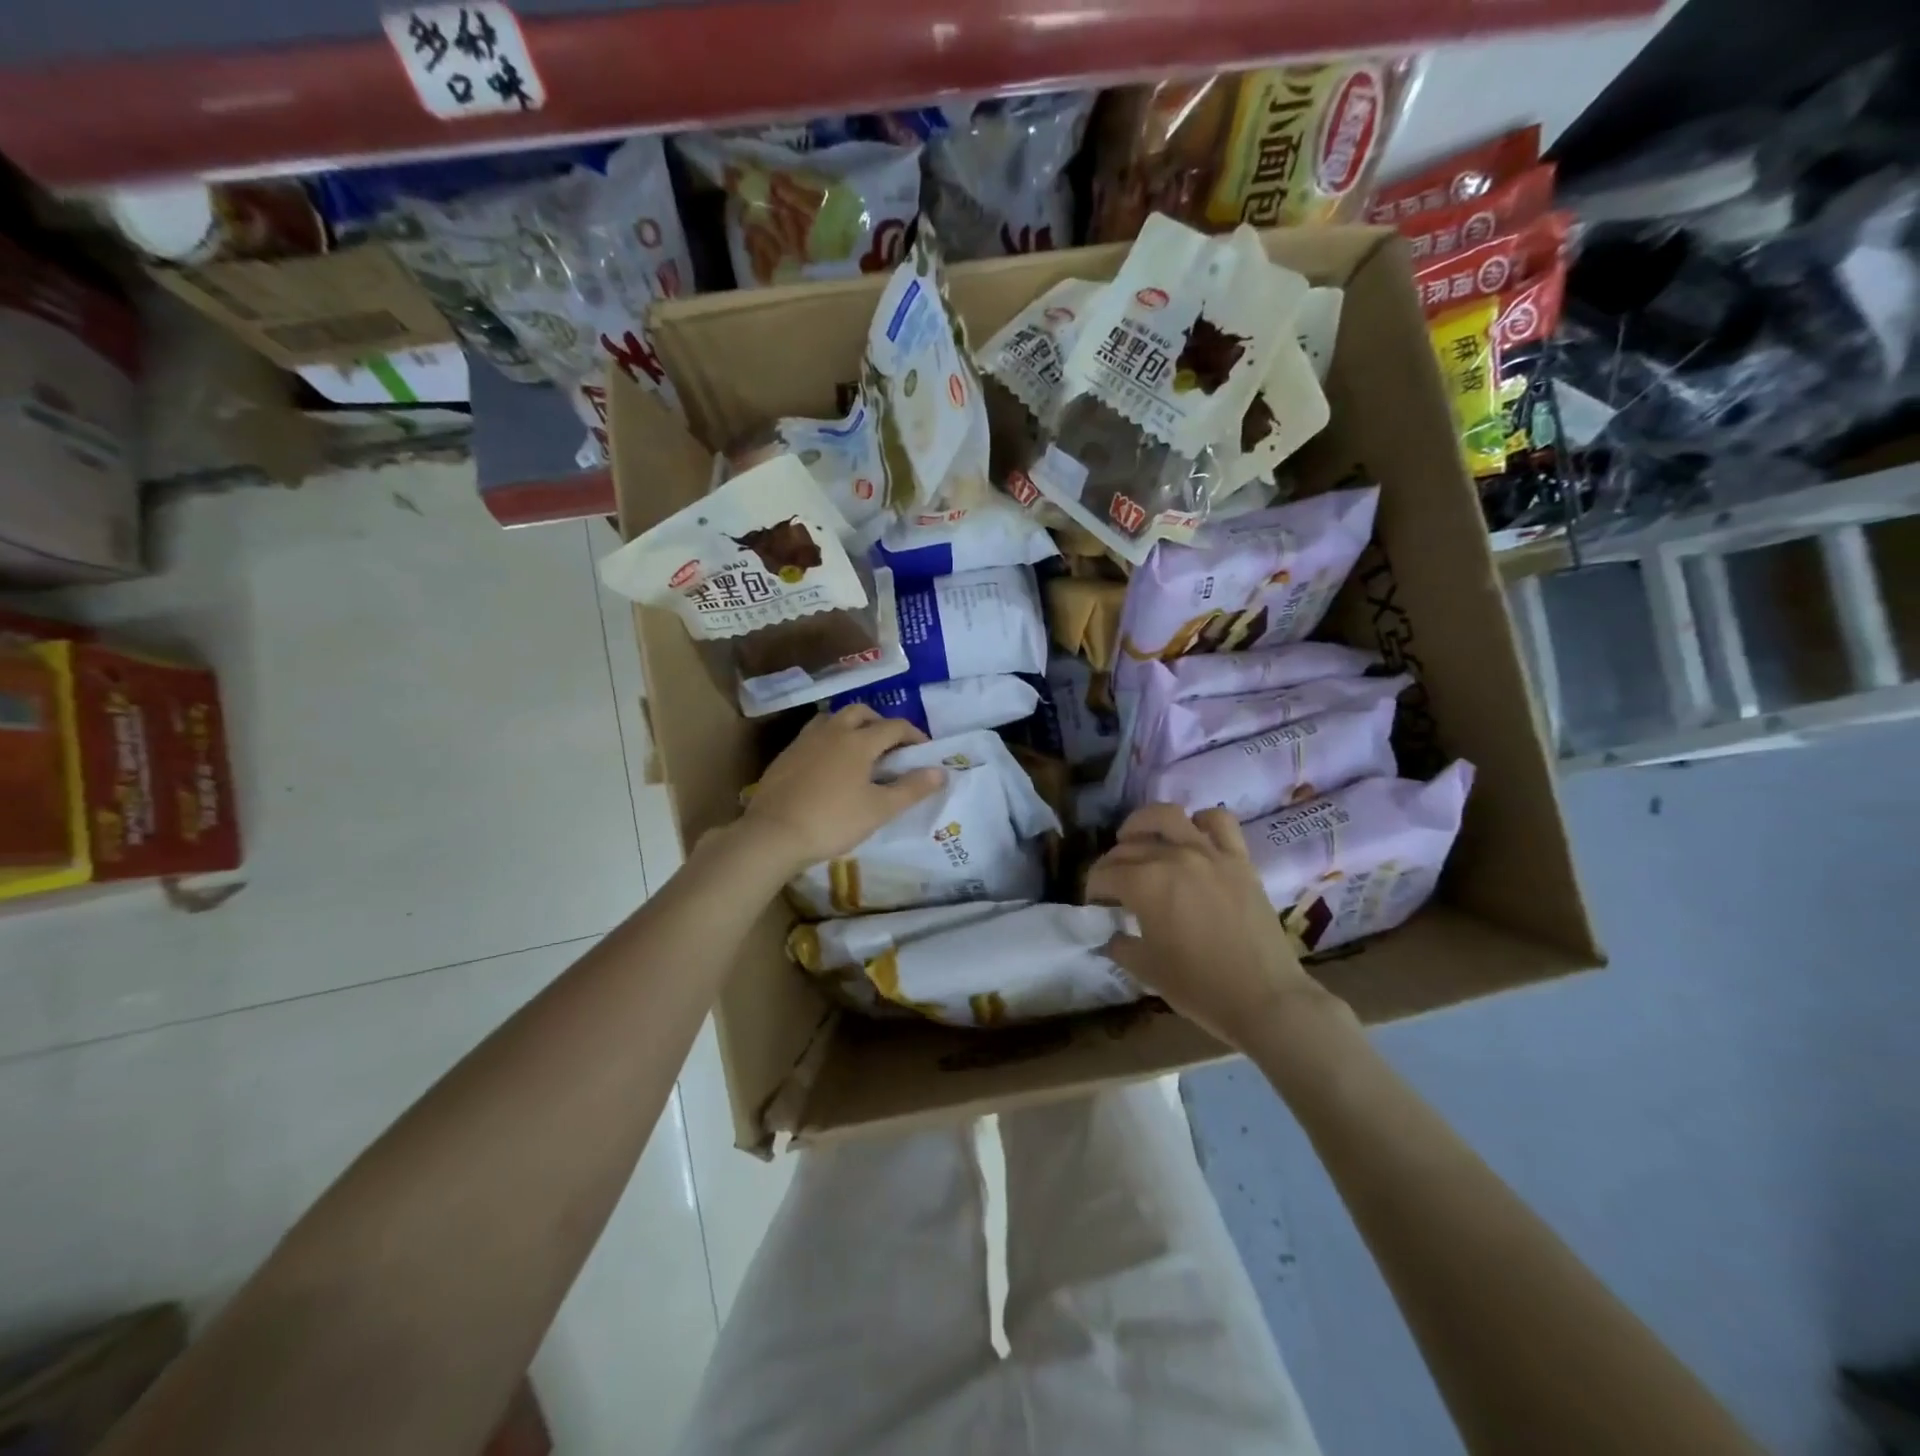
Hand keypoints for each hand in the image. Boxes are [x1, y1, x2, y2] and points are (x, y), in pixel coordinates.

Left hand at [736, 706, 945, 875]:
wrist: (773, 834)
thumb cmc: (833, 821)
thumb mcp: (879, 809)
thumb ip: (912, 789)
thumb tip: (940, 771)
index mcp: (859, 741)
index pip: (894, 727)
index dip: (914, 735)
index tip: (923, 750)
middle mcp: (832, 731)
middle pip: (861, 712)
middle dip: (880, 723)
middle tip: (890, 746)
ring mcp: (805, 741)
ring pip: (833, 718)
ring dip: (851, 726)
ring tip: (859, 749)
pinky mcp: (785, 755)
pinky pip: (813, 735)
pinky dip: (829, 740)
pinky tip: (829, 764)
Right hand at [1086, 803, 1344, 1048]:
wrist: (1266, 999)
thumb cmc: (1200, 987)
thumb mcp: (1146, 970)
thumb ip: (1120, 945)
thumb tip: (1111, 935)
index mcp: (1145, 884)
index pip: (1104, 874)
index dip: (1093, 890)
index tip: (1096, 907)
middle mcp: (1173, 857)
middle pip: (1129, 847)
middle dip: (1111, 864)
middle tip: (1113, 885)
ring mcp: (1209, 853)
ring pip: (1167, 816)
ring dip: (1144, 824)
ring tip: (1139, 839)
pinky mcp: (1239, 859)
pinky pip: (1219, 821)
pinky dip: (1201, 822)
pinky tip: (1193, 837)